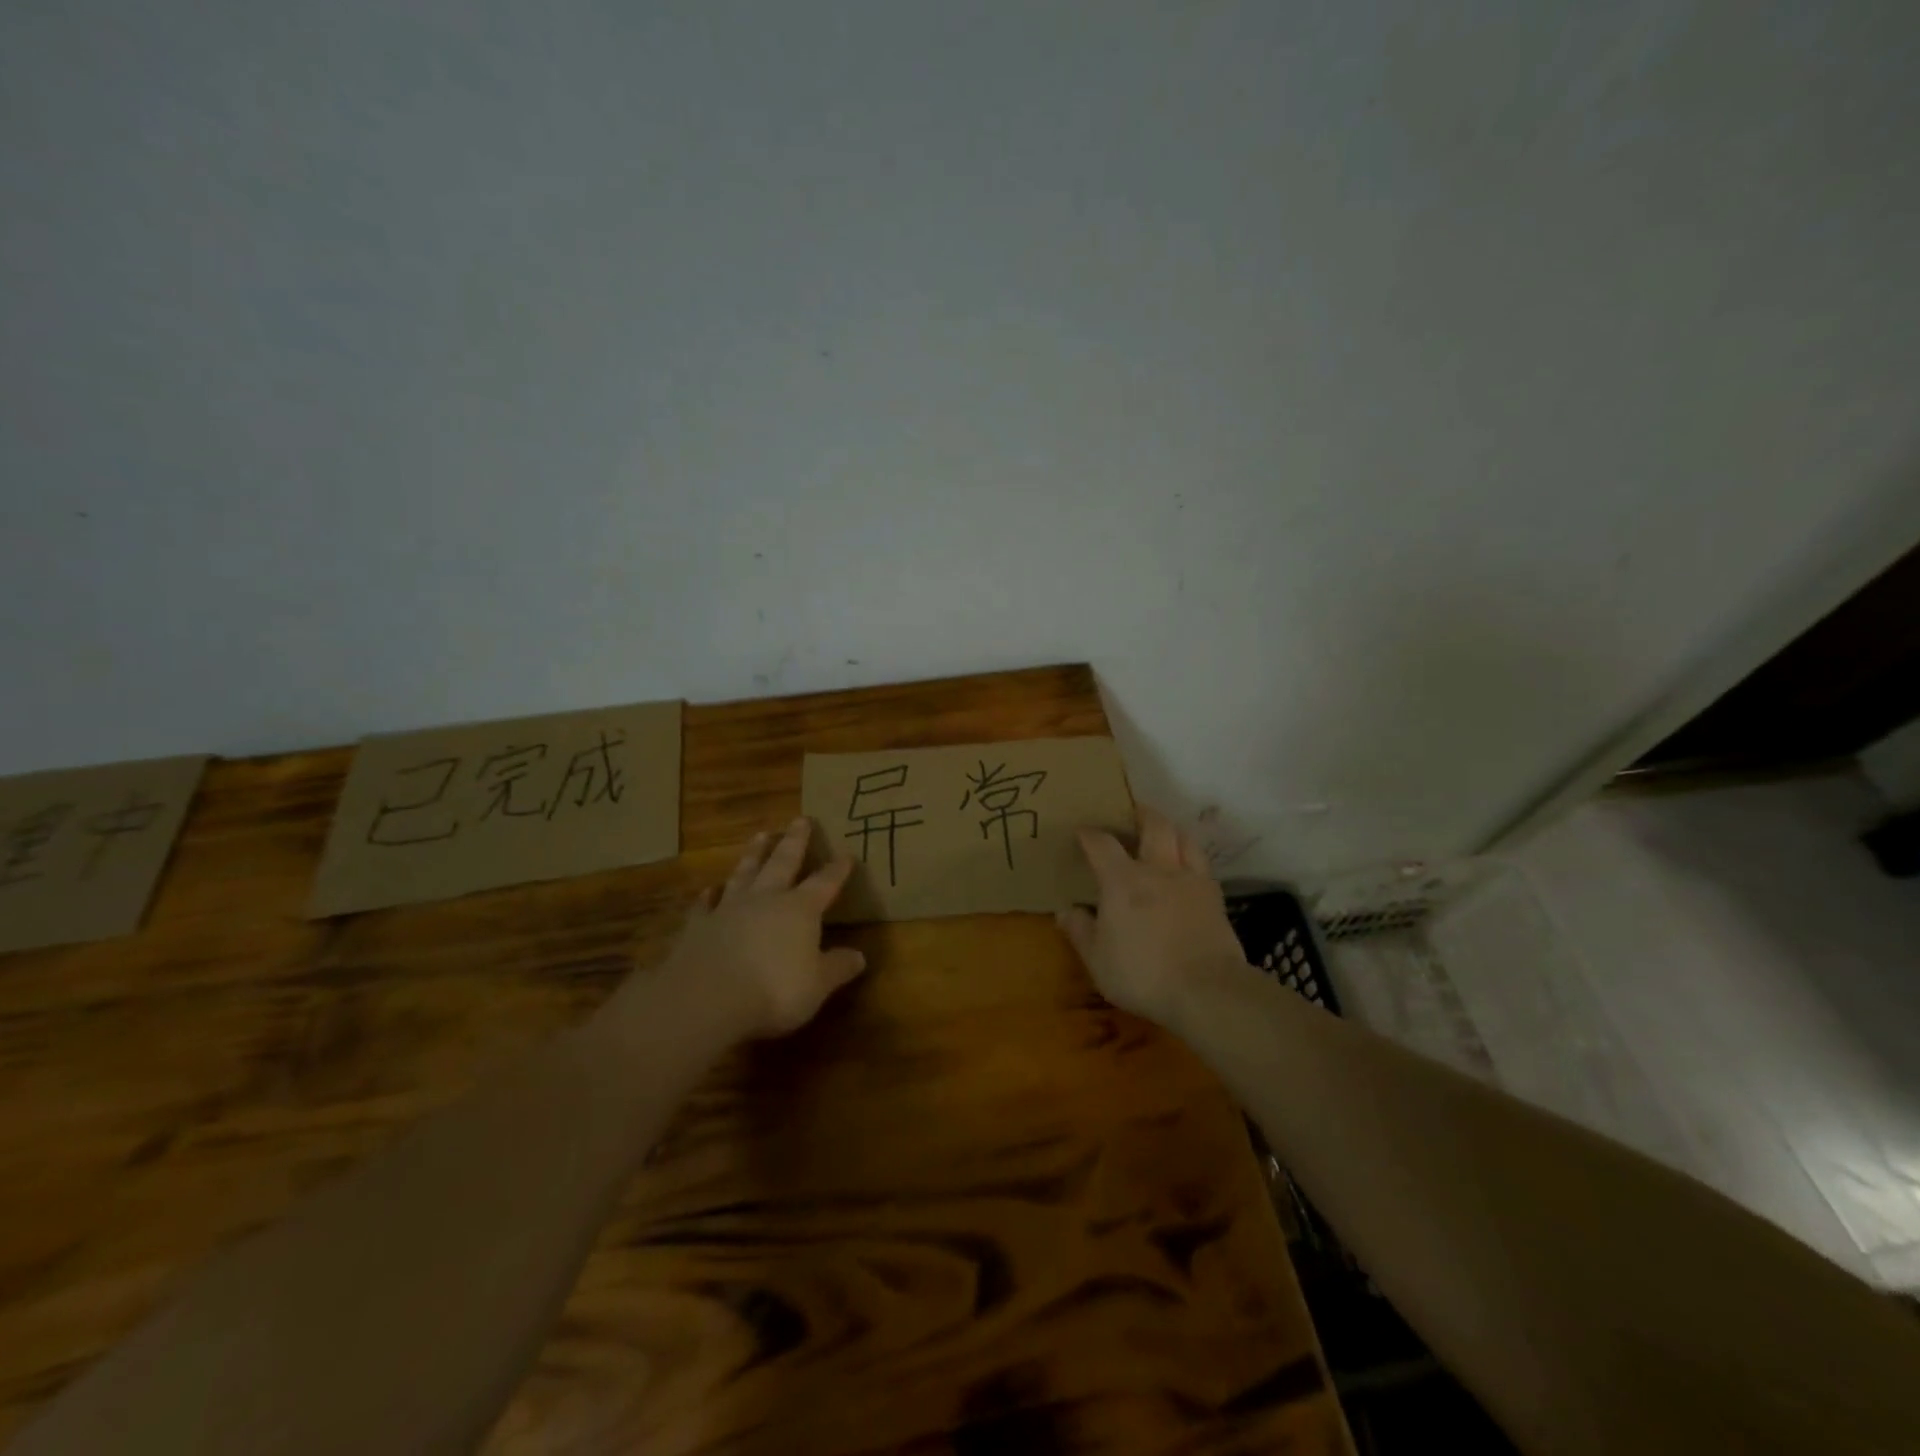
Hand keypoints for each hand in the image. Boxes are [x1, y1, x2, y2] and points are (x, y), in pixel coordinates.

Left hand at [666, 818, 866, 1037]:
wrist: (707, 998)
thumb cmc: (774, 990)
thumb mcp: (818, 985)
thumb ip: (838, 968)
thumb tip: (860, 957)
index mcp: (800, 909)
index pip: (825, 882)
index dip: (837, 869)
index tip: (847, 854)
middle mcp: (766, 899)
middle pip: (783, 862)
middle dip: (795, 841)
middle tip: (800, 819)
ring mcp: (729, 909)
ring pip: (745, 872)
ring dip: (754, 854)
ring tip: (760, 835)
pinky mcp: (698, 926)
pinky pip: (704, 905)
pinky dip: (708, 896)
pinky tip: (709, 890)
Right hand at [1057, 804, 1252, 1025]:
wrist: (1206, 991)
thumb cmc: (1143, 974)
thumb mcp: (1098, 960)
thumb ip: (1081, 932)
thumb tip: (1065, 911)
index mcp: (1122, 881)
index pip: (1102, 844)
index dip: (1089, 834)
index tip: (1081, 831)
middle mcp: (1158, 870)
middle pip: (1154, 826)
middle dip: (1142, 814)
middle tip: (1133, 812)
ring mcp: (1191, 881)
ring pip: (1185, 838)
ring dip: (1172, 830)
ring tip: (1164, 833)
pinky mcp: (1215, 898)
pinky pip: (1203, 865)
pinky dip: (1192, 858)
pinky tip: (1188, 868)